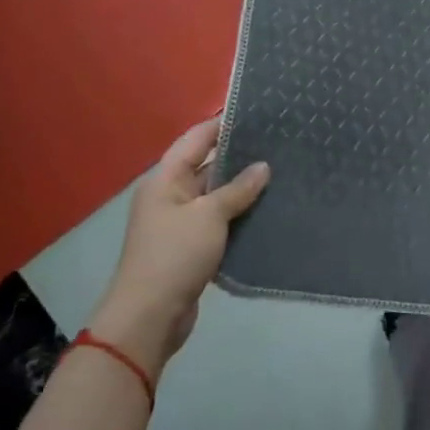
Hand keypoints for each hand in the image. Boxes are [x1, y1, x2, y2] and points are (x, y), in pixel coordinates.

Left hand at [88, 119, 268, 379]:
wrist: (150, 316)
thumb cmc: (175, 255)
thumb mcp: (209, 216)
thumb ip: (237, 190)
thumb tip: (263, 167)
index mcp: (165, 179)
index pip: (195, 139)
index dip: (221, 124)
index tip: (255, 113)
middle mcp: (170, 195)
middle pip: (206, 166)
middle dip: (238, 156)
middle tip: (278, 144)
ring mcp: (179, 223)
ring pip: (215, 195)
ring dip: (241, 189)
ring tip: (280, 174)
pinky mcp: (190, 247)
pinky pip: (217, 221)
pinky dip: (238, 216)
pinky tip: (266, 211)